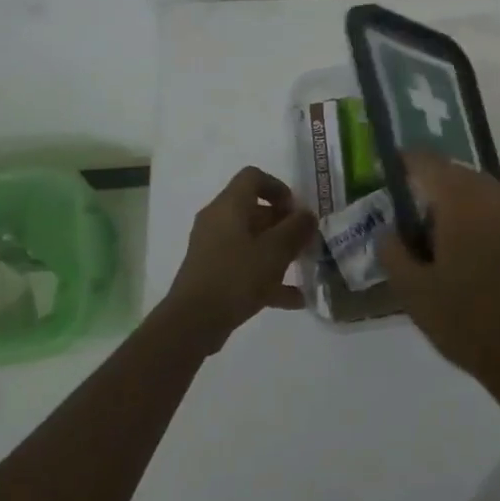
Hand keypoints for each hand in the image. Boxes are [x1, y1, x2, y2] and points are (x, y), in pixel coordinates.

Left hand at [164, 166, 317, 351]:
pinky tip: (294, 299)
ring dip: (278, 251)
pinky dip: (267, 277)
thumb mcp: (275, 251)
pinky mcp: (213, 274)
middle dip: (284, 224)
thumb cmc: (236, 276)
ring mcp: (213, 249)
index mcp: (229, 206)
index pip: (253, 177)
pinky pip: (245, 266)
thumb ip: (297, 229)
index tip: (297, 211)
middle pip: (255, 210)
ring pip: (252, 240)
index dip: (279, 188)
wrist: (192, 323)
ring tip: (303, 267)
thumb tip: (307, 215)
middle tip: (306, 241)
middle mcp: (218, 221)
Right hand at [380, 152, 499, 400]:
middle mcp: (495, 197)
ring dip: (458, 200)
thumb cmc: (466, 322)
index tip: (390, 172)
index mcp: (462, 204)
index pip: (429, 164)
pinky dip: (480, 215)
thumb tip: (388, 230)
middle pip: (457, 173)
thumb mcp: (413, 291)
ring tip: (440, 234)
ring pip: (481, 189)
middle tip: (411, 213)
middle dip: (432, 185)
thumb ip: (392, 251)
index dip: (406, 163)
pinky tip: (471, 248)